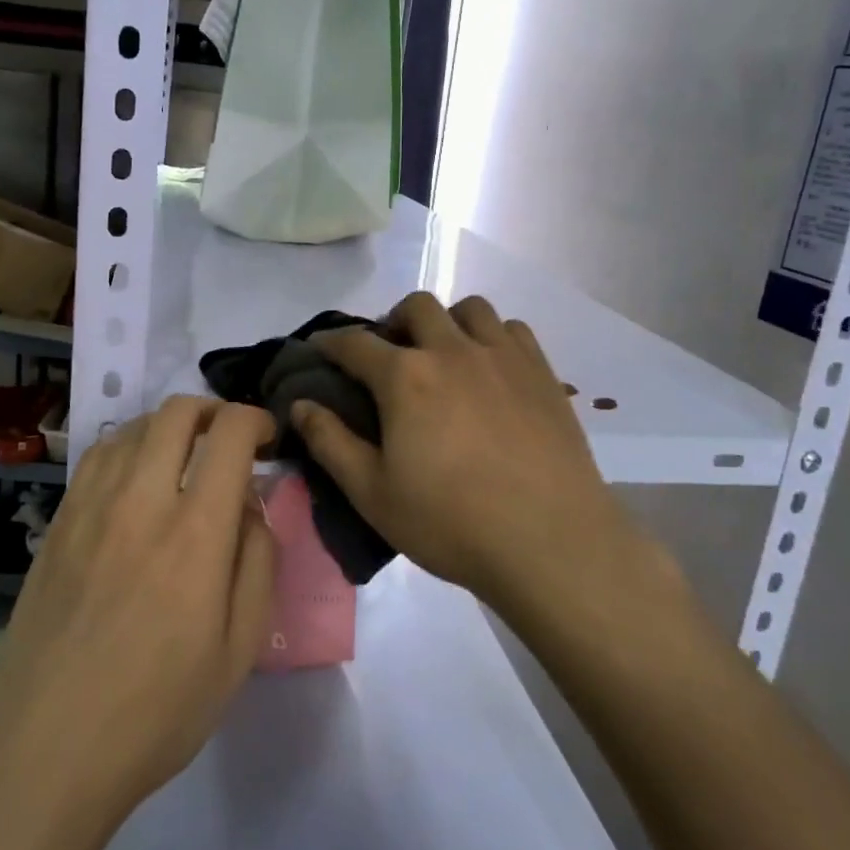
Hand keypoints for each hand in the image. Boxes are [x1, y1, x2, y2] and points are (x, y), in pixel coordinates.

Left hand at [0, 397, 276, 838]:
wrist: (43, 755)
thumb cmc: (155, 713)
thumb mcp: (238, 651)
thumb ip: (256, 562)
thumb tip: (251, 505)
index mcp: (194, 534)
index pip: (229, 435)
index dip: (256, 420)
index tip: (268, 438)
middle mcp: (140, 501)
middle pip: (176, 413)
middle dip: (214, 411)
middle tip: (230, 442)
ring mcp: (90, 508)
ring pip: (134, 427)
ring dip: (170, 428)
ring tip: (185, 460)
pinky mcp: (57, 524)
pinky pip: (97, 457)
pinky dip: (129, 447)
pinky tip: (136, 480)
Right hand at [290, 293, 617, 603]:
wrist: (550, 542)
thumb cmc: (451, 522)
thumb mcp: (372, 493)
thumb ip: (330, 442)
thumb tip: (298, 405)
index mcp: (405, 378)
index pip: (355, 343)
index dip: (331, 341)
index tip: (320, 346)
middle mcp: (452, 351)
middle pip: (416, 307)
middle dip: (393, 321)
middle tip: (390, 355)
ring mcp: (502, 357)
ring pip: (470, 308)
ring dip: (447, 322)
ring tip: (444, 354)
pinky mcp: (541, 372)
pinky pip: (512, 329)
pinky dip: (492, 336)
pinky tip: (490, 368)